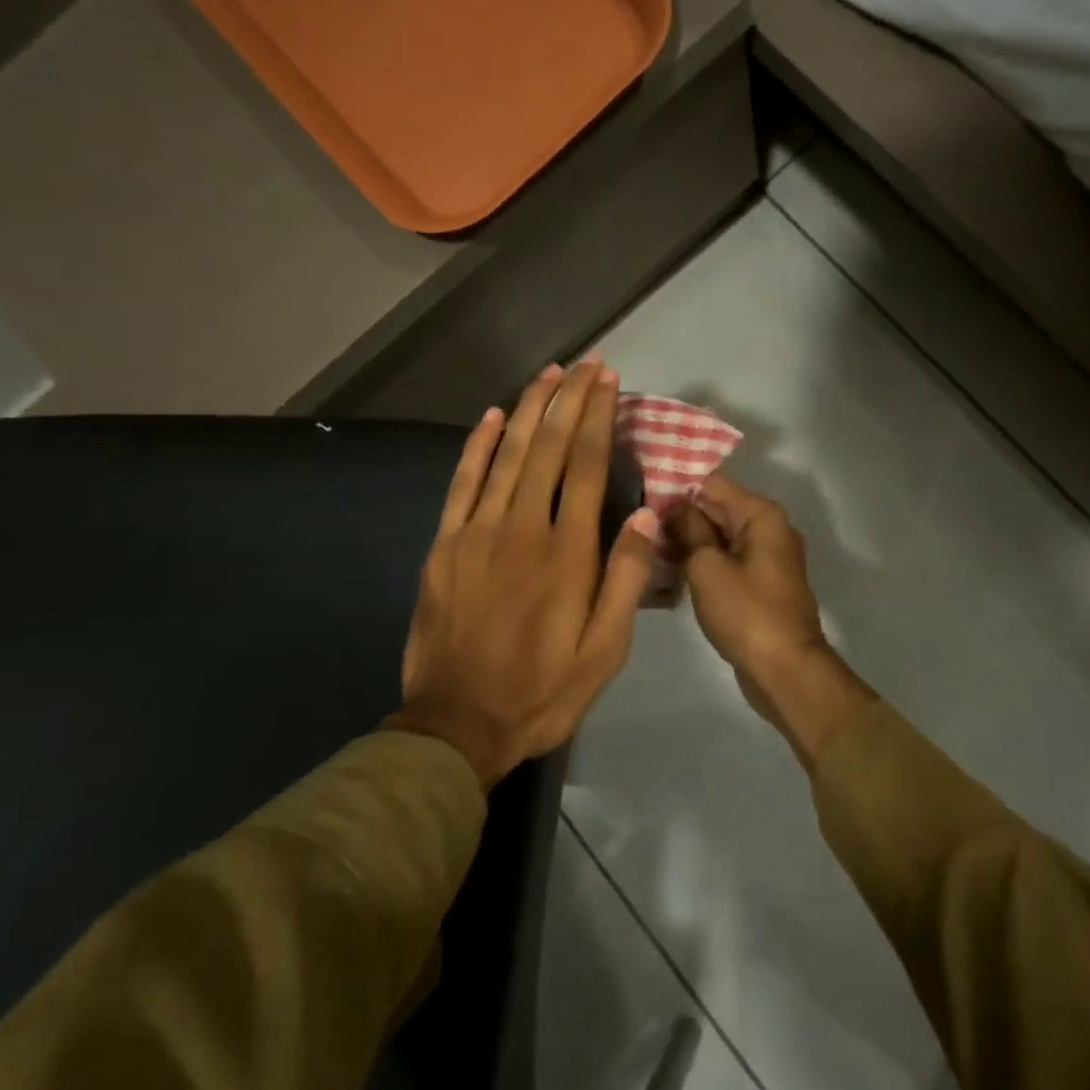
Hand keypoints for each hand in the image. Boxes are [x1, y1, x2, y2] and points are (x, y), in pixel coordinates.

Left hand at [386, 360, 658, 785]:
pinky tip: (493, 416)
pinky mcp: (445, 545)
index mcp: (567, 553)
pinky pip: (463, 483)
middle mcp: (523, 529)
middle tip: (585, 363)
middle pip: (549, 448)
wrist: (457, 726)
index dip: (598, 417)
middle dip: (569, 400)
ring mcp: (477, 533)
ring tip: (549, 373)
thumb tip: (644, 513)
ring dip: (530, 409)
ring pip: (508, 455)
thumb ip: (625, 579)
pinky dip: (478, 446)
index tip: (608, 381)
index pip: (587, 466)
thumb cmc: (542, 691)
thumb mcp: (604, 651)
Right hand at [669, 474, 874, 770]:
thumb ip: (688, 529)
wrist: (786, 670)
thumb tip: (675, 508)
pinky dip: (704, 560)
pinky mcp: (762, 582)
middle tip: (637, 522)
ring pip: (721, 535)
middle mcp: (770, 527)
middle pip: (717, 507)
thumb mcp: (707, 567)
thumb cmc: (746, 612)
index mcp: (761, 514)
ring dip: (689, 539)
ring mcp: (768, 556)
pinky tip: (671, 568)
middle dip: (680, 514)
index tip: (642, 495)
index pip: (712, 483)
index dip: (676, 487)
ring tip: (647, 544)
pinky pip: (728, 559)